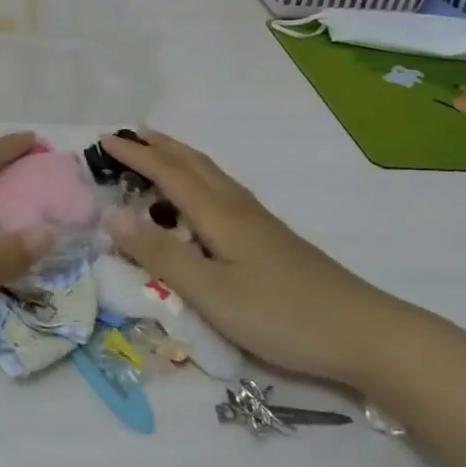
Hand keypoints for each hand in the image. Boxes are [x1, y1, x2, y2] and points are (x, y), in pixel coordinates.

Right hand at [98, 130, 389, 383]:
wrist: (361, 331)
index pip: (167, 173)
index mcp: (219, 213)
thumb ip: (160, 255)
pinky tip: (200, 200)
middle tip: (128, 136)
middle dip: (158, 146)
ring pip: (210, 175)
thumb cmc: (280, 314)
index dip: (135, 155)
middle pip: (192, 163)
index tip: (104, 139)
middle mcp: (237, 206)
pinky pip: (222, 191)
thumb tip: (111, 216)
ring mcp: (258, 220)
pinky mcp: (270, 237)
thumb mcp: (211, 292)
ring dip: (179, 159)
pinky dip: (197, 180)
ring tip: (157, 156)